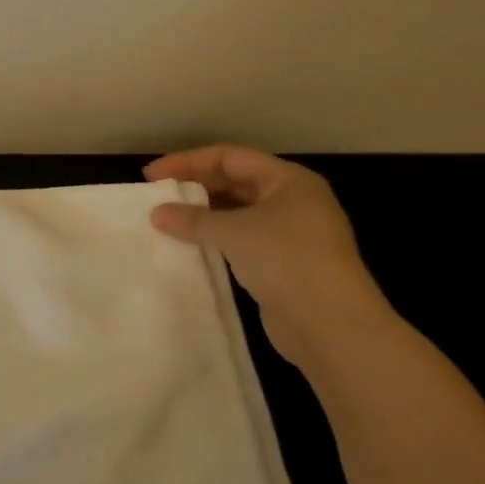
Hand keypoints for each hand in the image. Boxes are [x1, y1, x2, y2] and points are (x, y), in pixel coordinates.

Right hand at [145, 145, 394, 366]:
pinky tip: (191, 246)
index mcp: (288, 180)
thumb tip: (157, 213)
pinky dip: (216, 238)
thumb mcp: (234, 232)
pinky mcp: (285, 263)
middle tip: (158, 196)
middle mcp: (293, 200)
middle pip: (235, 181)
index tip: (152, 176)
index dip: (187, 162)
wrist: (332, 326)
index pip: (229, 157)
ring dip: (204, 214)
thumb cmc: (286, 260)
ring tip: (168, 220)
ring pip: (238, 212)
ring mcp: (291, 233)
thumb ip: (192, 219)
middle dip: (195, 186)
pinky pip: (242, 239)